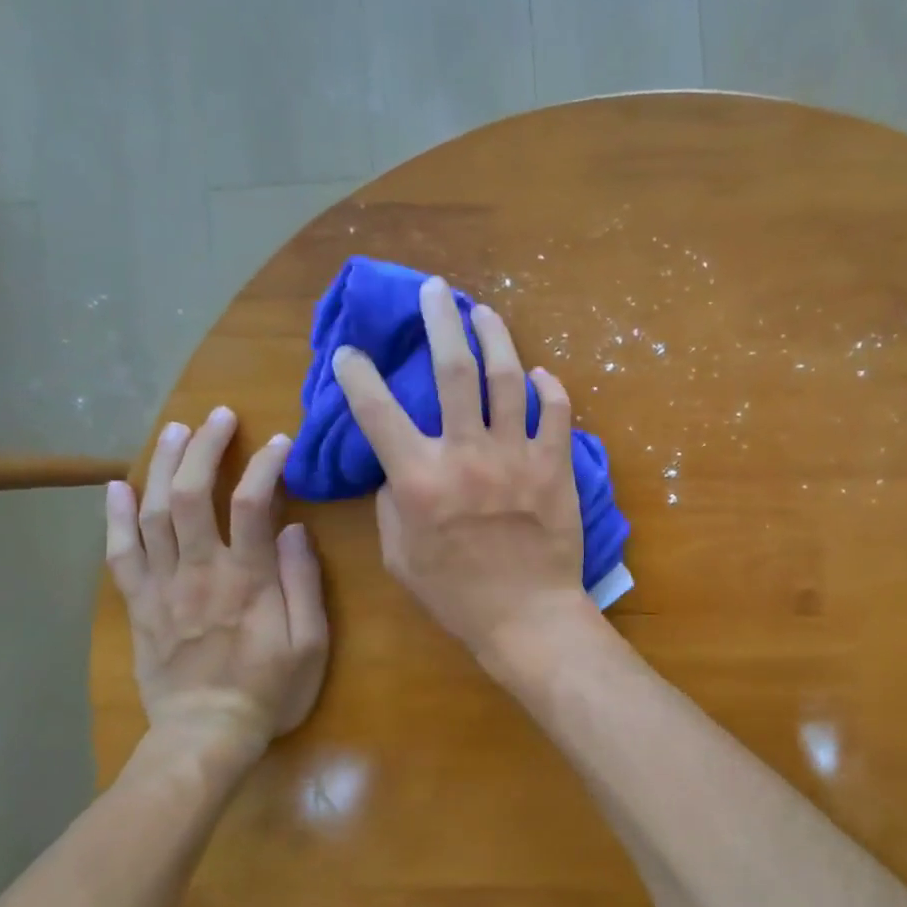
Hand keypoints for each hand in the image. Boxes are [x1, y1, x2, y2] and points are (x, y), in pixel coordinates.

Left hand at [105, 407, 329, 769]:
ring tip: (173, 431)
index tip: (279, 441)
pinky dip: (115, 516)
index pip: (253, 504)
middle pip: (193, 495)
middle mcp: (200, 571)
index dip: (265, 465)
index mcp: (248, 579)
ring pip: (153, 513)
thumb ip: (304, 583)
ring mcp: (163, 586)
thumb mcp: (310, 643)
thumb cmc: (270, 690)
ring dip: (162, 466)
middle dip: (205, 448)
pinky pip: (119, 553)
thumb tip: (295, 529)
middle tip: (217, 416)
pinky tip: (116, 486)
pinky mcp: (139, 604)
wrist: (206, 735)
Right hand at [332, 276, 588, 663]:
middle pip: (452, 370)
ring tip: (483, 311)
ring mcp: (516, 455)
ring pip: (506, 378)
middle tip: (435, 290)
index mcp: (418, 478)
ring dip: (494, 337)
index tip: (349, 353)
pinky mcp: (555, 465)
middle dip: (439, 322)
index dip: (357, 374)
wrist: (526, 615)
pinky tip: (541, 376)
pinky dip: (550, 390)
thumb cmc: (456, 594)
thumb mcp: (400, 556)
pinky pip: (556, 413)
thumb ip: (390, 503)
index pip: (376, 411)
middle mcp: (466, 454)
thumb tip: (394, 467)